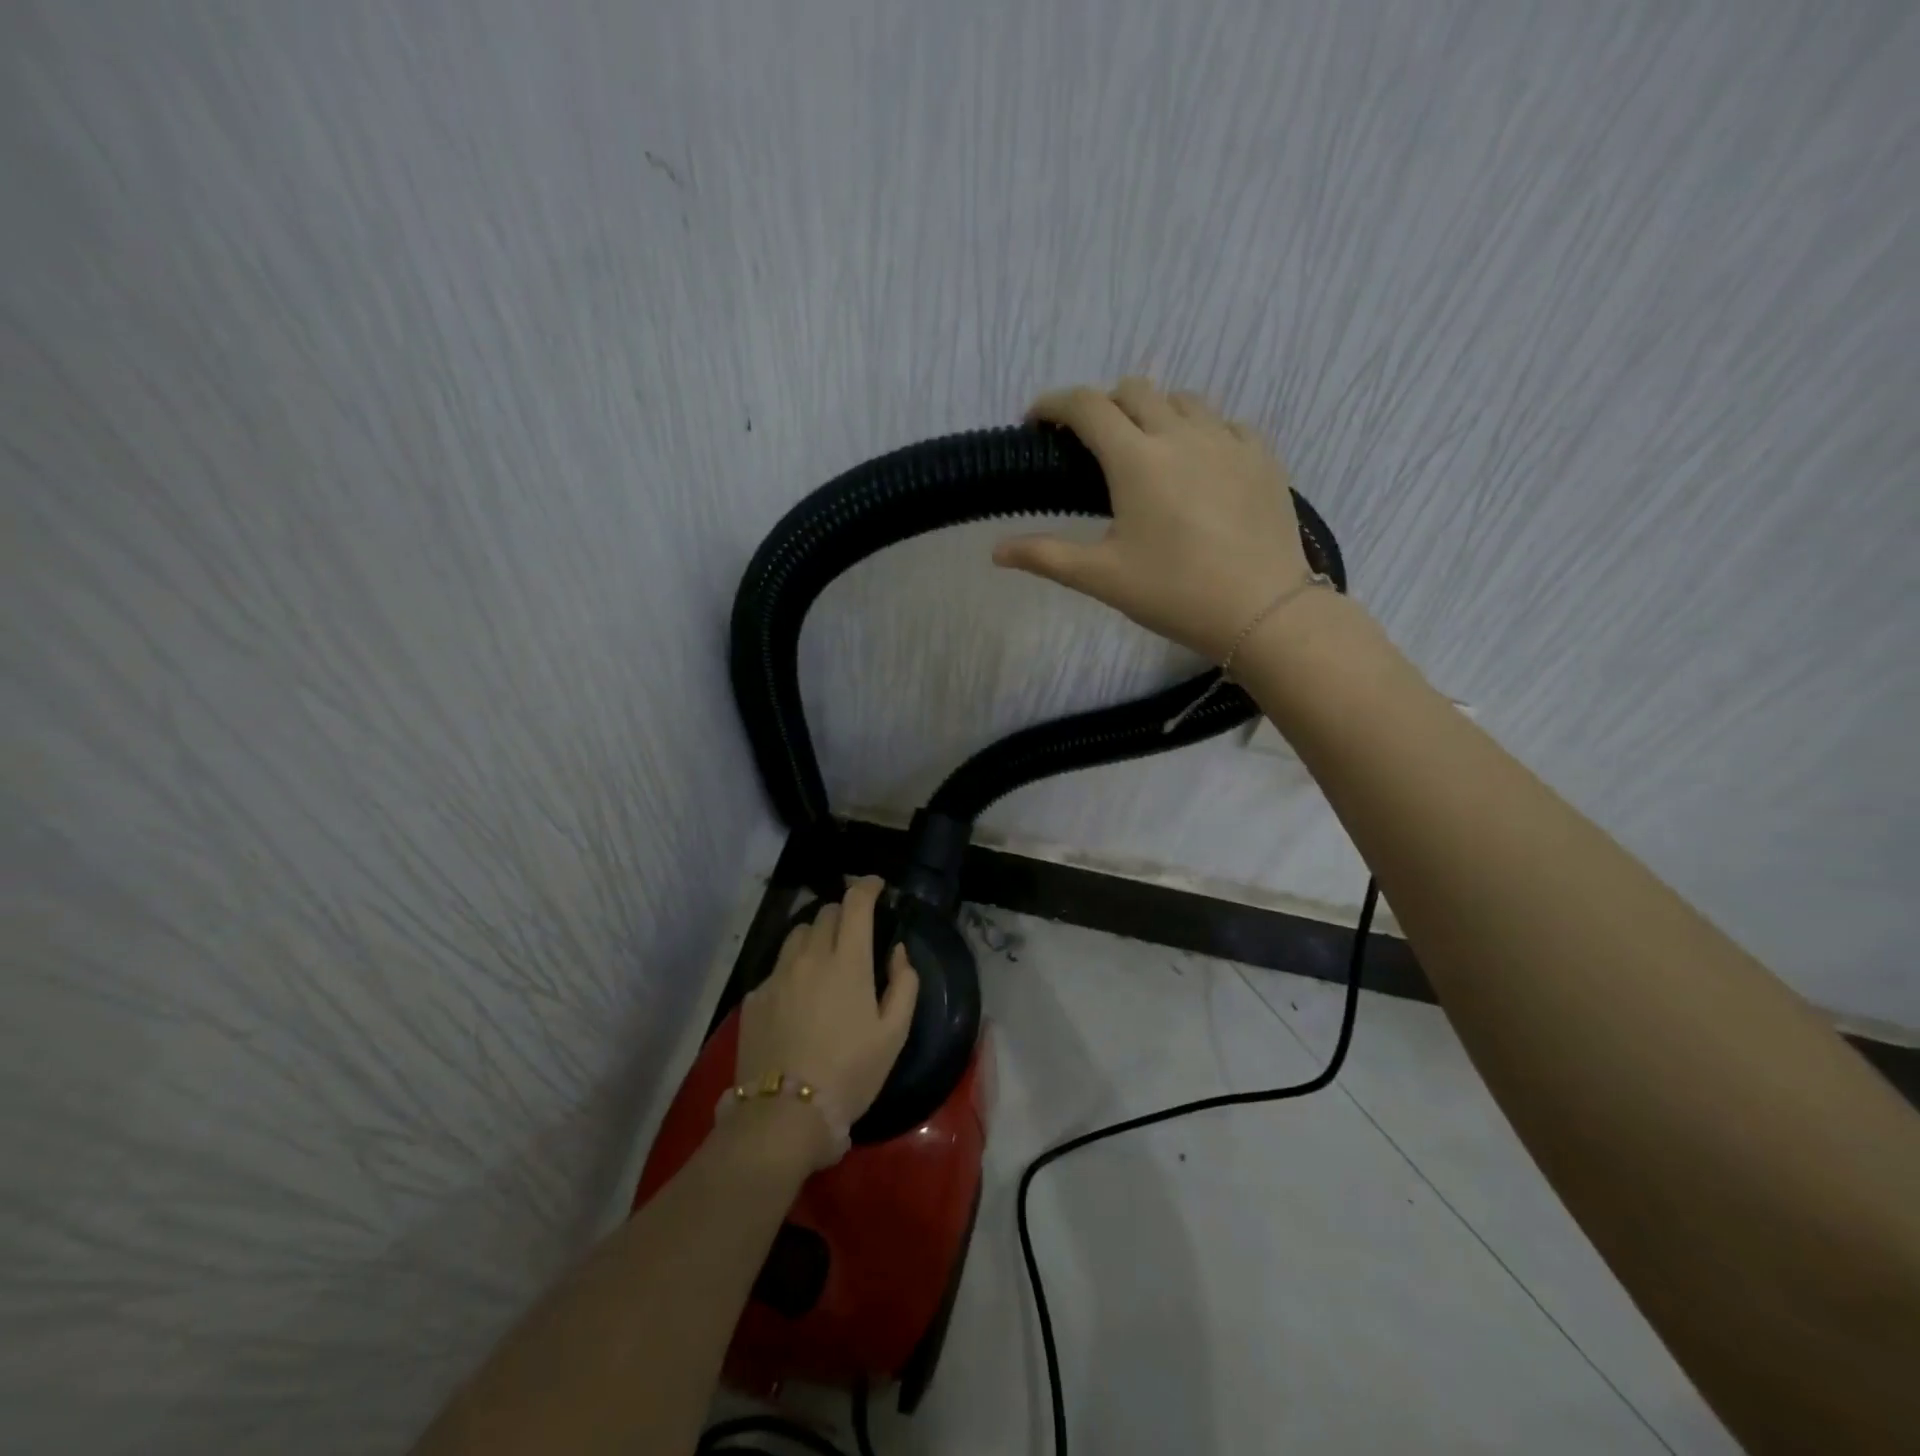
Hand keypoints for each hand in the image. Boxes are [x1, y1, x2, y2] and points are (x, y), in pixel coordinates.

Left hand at [735, 877, 919, 1152]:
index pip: (855, 903)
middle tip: (855, 935)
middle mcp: (809, 957)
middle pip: (825, 913)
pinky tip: (798, 999)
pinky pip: (777, 967)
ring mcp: (777, 975)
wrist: (784, 1115)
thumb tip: (897, 952)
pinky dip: (793, 969)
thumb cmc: (850, 1073)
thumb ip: (904, 983)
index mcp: (848, 961)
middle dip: (843, 914)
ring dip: (815, 937)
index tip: (876, 886)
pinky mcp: (755, 997)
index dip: (867, 887)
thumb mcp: (894, 1034)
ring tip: (824, 962)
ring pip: (797, 935)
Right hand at [995, 378, 1313, 661]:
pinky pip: (1225, 422)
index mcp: (1136, 459)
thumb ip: (1045, 556)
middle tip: (1091, 443)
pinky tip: (1198, 464)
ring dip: (1154, 412)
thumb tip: (996, 551)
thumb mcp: (1101, 578)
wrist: (1263, 610)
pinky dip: (1200, 431)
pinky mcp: (1262, 456)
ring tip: (1146, 450)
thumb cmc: (1174, 593)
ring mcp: (1228, 440)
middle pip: (1135, 390)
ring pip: (1183, 400)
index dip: (1054, 404)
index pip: (1087, 406)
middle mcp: (1181, 434)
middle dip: (1104, 405)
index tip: (1037, 420)